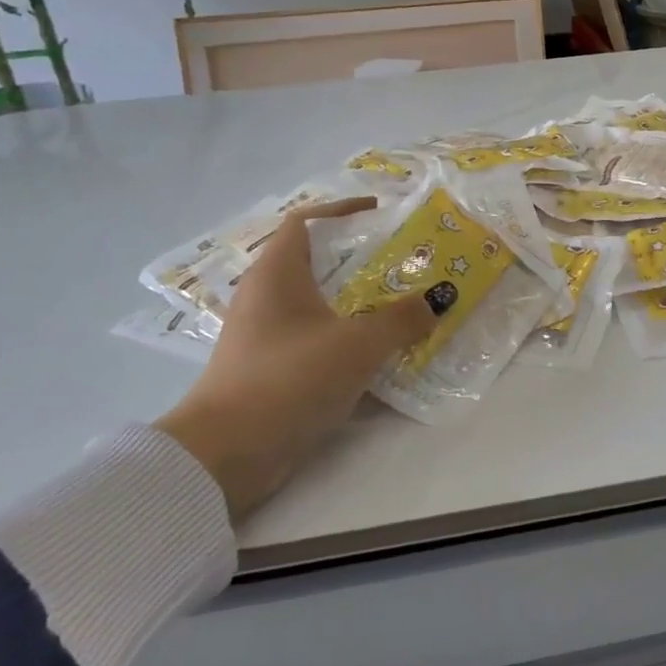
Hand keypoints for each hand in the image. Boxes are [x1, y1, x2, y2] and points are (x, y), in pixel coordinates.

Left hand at [155, 198, 450, 520]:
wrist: (227, 455)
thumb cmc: (289, 378)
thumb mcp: (357, 344)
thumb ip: (401, 319)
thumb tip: (438, 299)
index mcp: (278, 273)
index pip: (307, 220)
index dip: (343, 210)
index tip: (382, 213)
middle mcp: (267, 295)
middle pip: (318, 261)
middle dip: (363, 258)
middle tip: (407, 261)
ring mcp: (266, 333)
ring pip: (320, 301)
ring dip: (359, 299)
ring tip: (403, 302)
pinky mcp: (271, 367)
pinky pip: (316, 336)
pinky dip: (347, 335)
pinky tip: (379, 350)